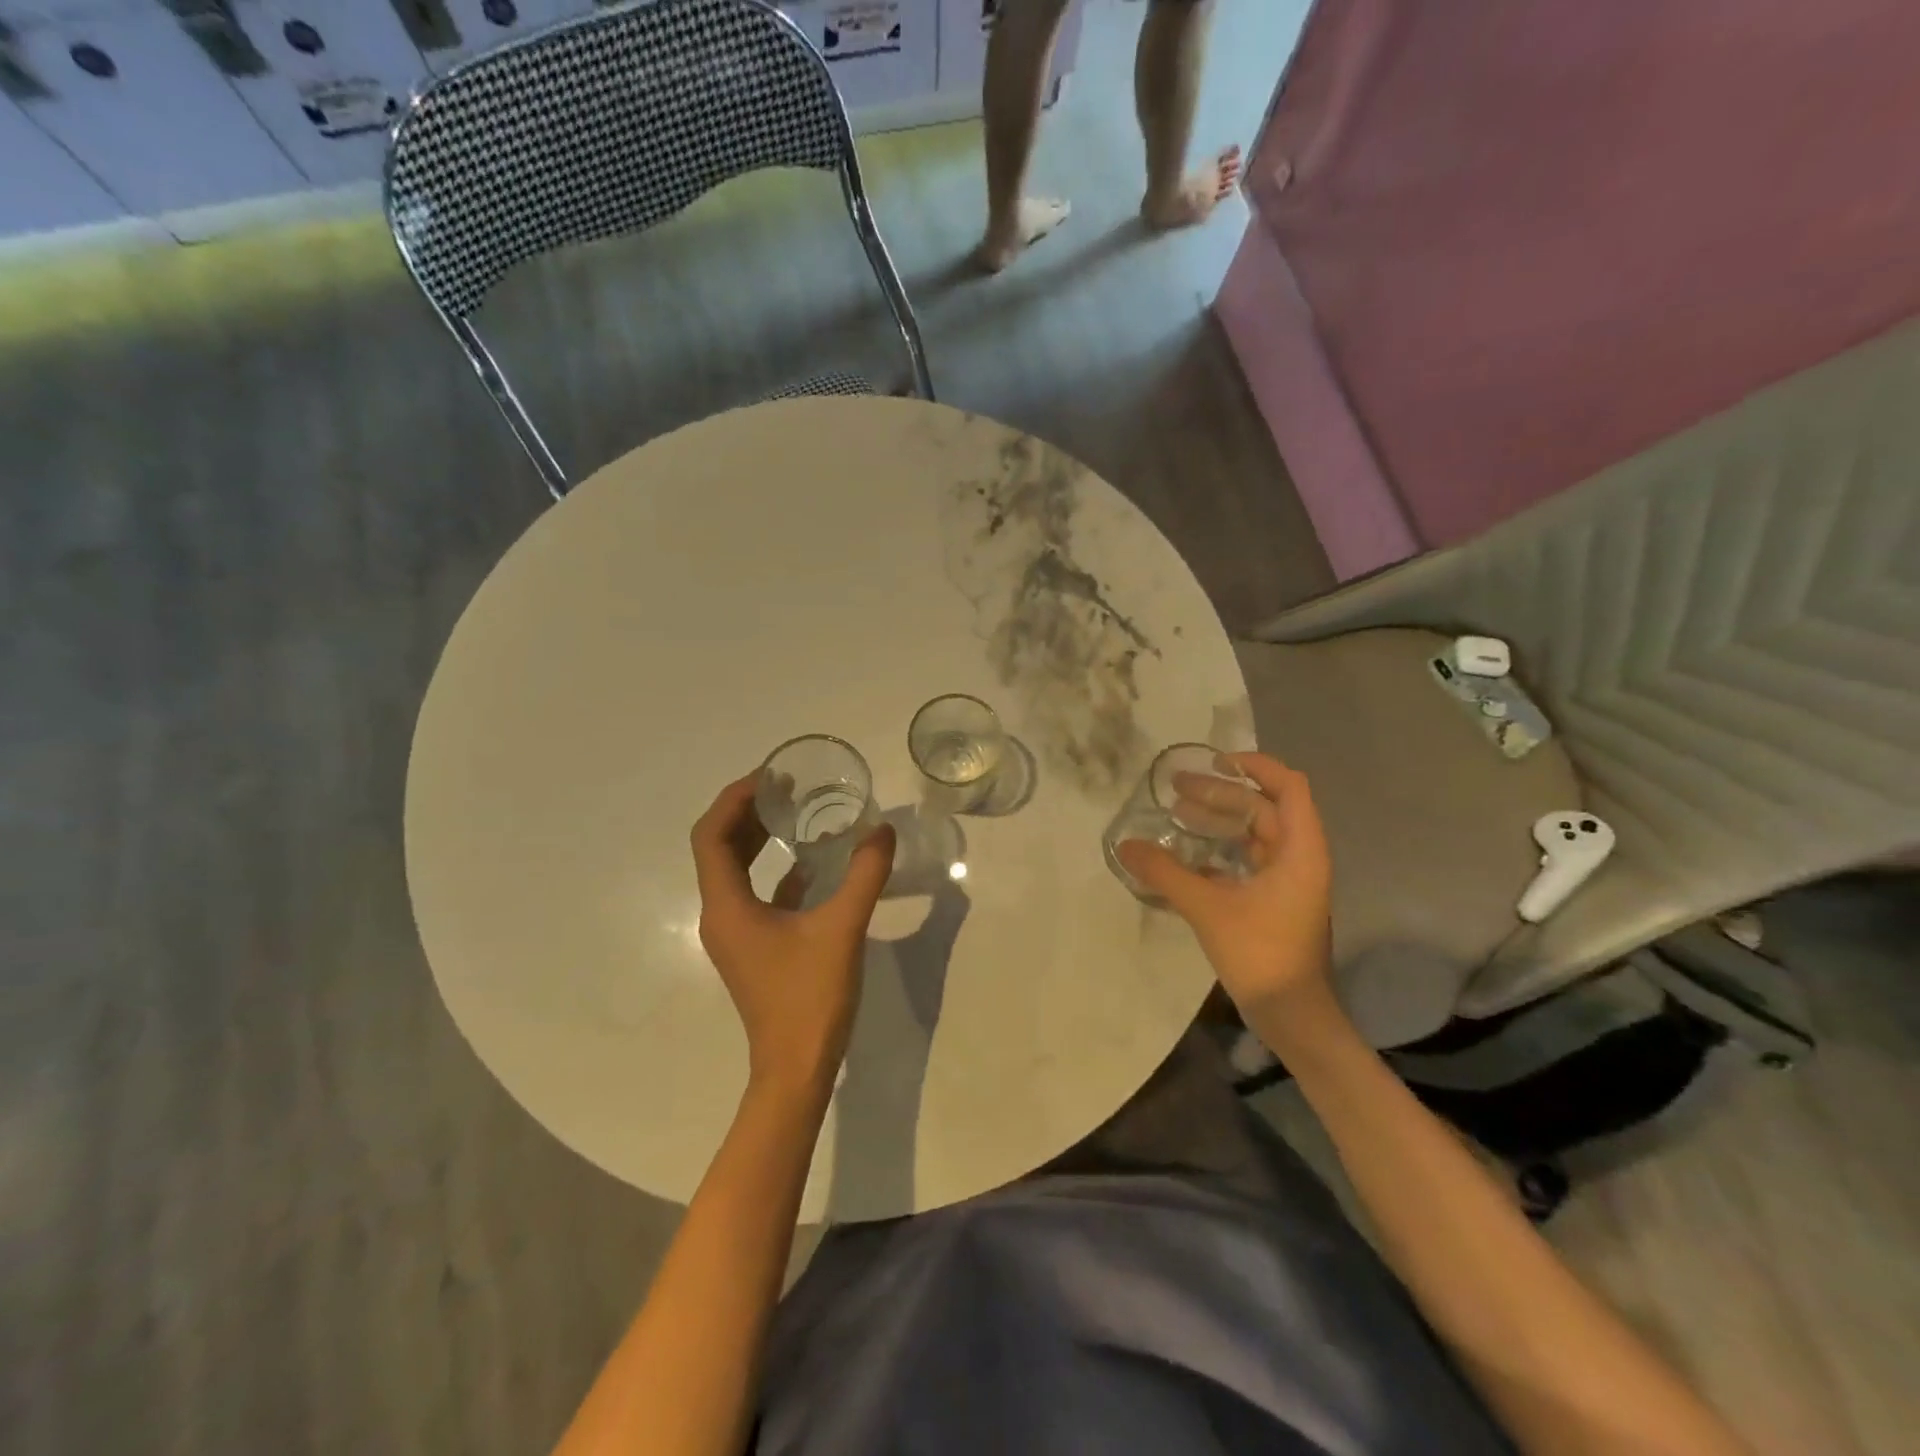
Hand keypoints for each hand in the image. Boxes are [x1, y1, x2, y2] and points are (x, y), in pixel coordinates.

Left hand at [691, 774, 896, 1095]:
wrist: (797, 1068)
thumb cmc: (810, 997)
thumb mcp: (842, 928)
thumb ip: (864, 875)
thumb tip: (882, 830)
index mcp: (727, 906)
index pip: (712, 836)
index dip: (734, 799)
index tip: (769, 776)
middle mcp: (721, 914)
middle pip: (719, 848)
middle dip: (746, 811)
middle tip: (784, 785)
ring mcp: (736, 932)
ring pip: (735, 870)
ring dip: (758, 837)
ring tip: (792, 809)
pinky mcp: (754, 945)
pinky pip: (755, 893)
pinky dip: (775, 868)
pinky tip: (810, 859)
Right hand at [1116, 753, 1336, 1028]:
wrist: (1293, 1015)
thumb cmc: (1261, 954)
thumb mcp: (1207, 908)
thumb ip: (1165, 873)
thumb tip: (1125, 845)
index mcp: (1300, 850)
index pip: (1289, 786)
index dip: (1254, 766)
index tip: (1213, 761)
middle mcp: (1300, 857)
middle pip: (1264, 807)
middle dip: (1221, 793)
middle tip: (1176, 788)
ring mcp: (1289, 881)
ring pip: (1255, 834)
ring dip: (1219, 820)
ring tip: (1177, 814)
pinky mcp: (1276, 901)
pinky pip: (1248, 860)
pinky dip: (1220, 850)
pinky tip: (1187, 855)